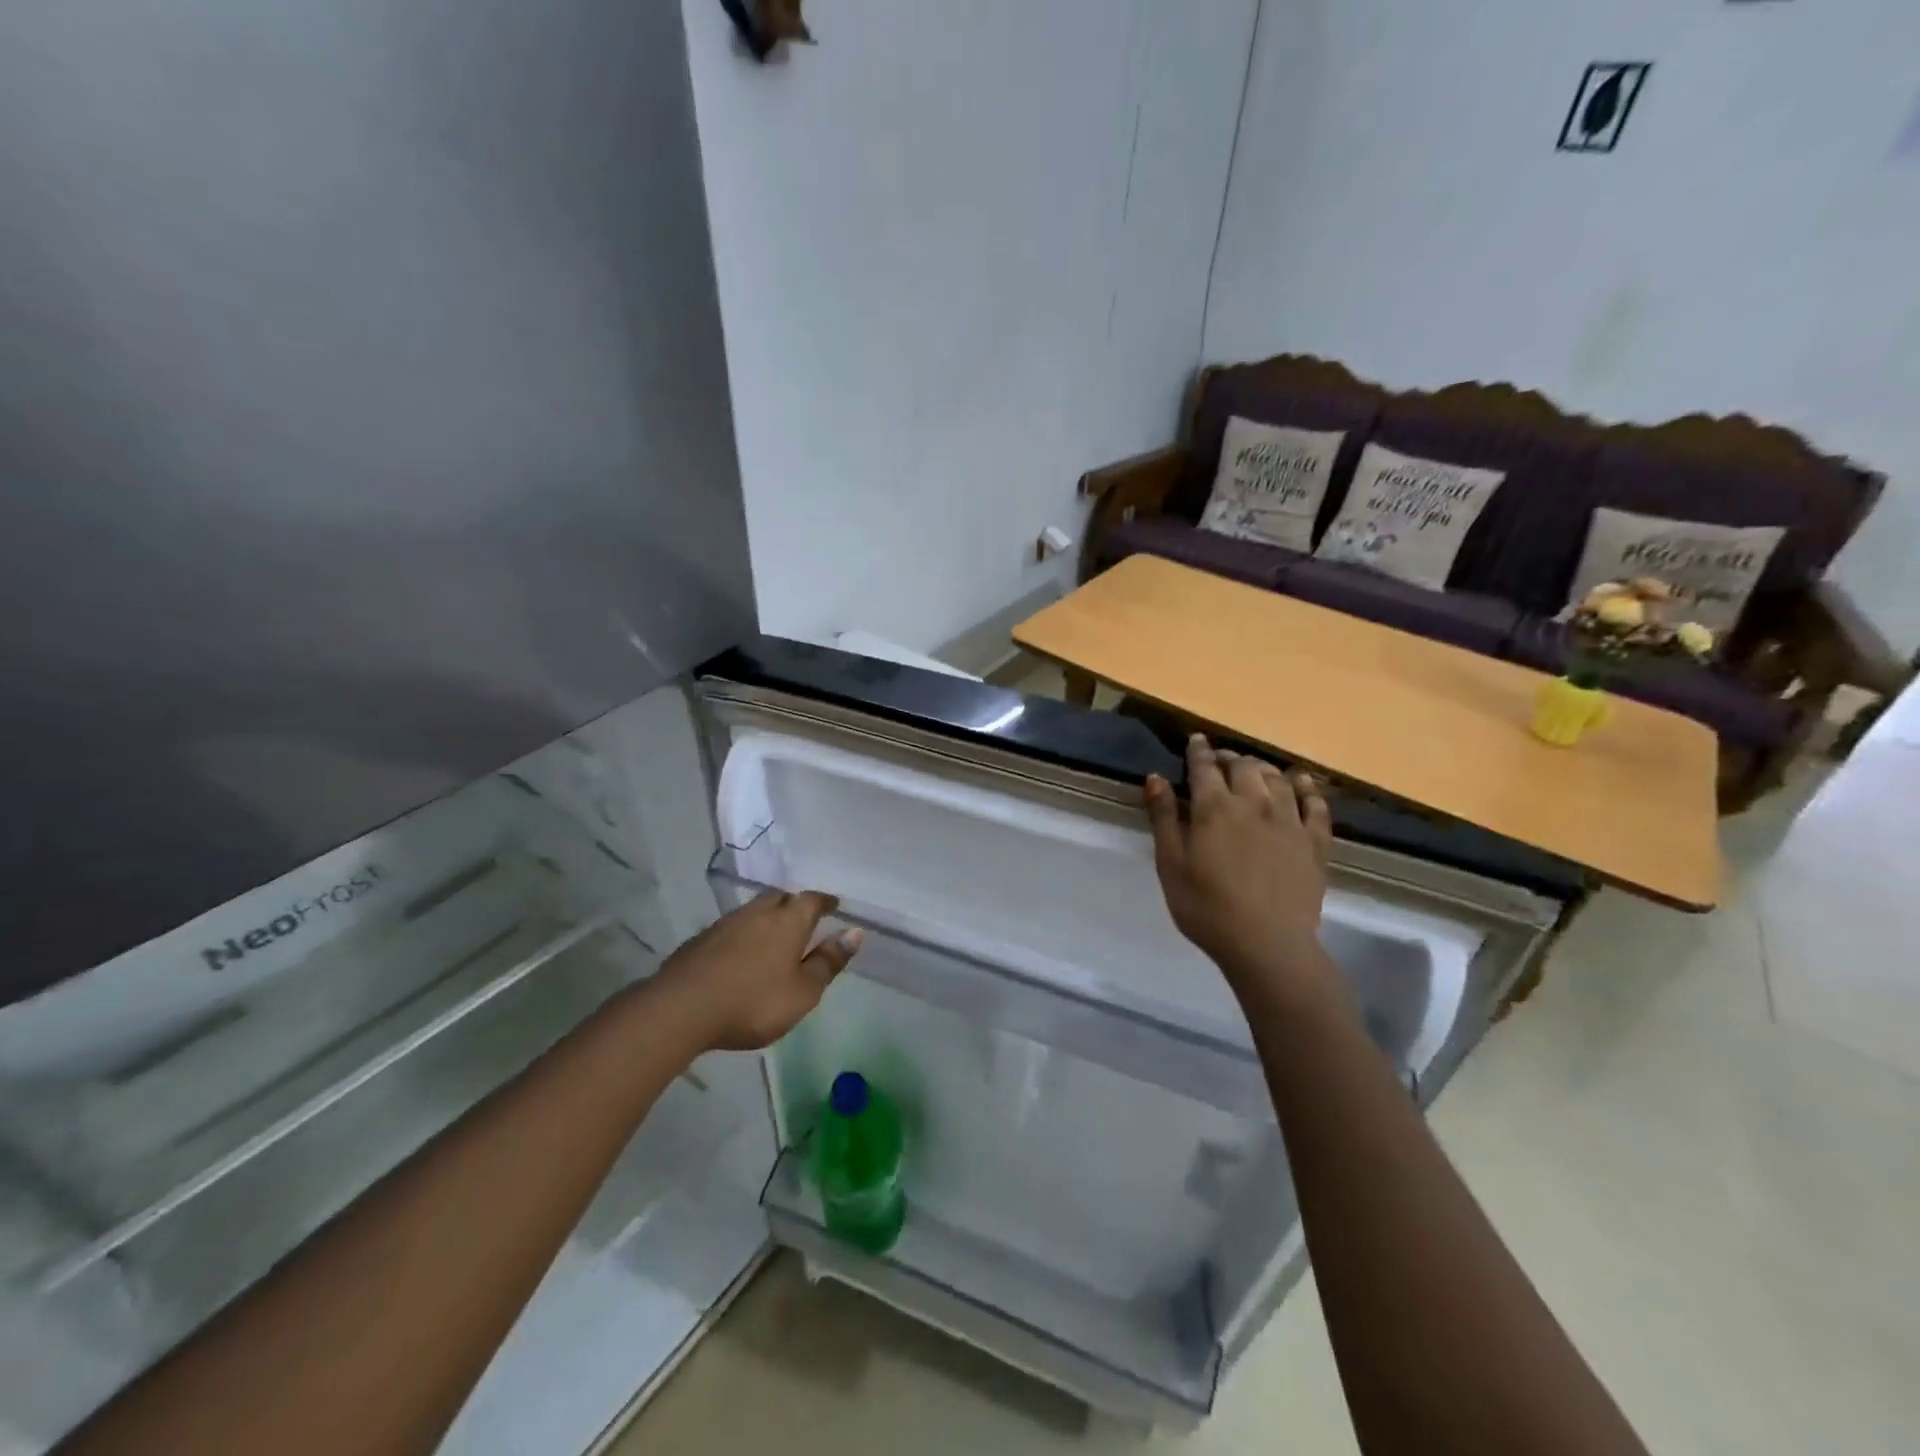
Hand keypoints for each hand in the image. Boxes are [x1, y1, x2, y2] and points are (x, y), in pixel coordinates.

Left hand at [656, 891, 863, 1050]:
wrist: (681, 1009)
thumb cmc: (753, 1002)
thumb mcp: (803, 991)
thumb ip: (828, 962)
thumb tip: (855, 932)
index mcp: (788, 920)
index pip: (812, 900)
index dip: (825, 901)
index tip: (834, 906)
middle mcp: (758, 912)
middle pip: (781, 898)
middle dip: (794, 905)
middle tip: (804, 918)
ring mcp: (725, 923)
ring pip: (753, 911)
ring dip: (767, 918)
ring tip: (773, 935)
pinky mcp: (700, 940)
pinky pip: (731, 928)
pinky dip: (743, 934)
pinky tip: (740, 953)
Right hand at [1145, 734, 1334, 1003]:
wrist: (1267, 945)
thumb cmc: (1206, 907)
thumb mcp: (1171, 865)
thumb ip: (1164, 818)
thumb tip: (1156, 778)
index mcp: (1214, 808)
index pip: (1205, 767)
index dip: (1198, 751)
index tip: (1196, 740)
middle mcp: (1254, 804)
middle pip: (1244, 767)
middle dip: (1230, 758)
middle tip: (1221, 760)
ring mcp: (1289, 822)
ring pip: (1278, 779)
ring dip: (1263, 768)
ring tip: (1254, 769)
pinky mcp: (1315, 842)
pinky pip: (1316, 805)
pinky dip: (1307, 788)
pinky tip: (1301, 783)